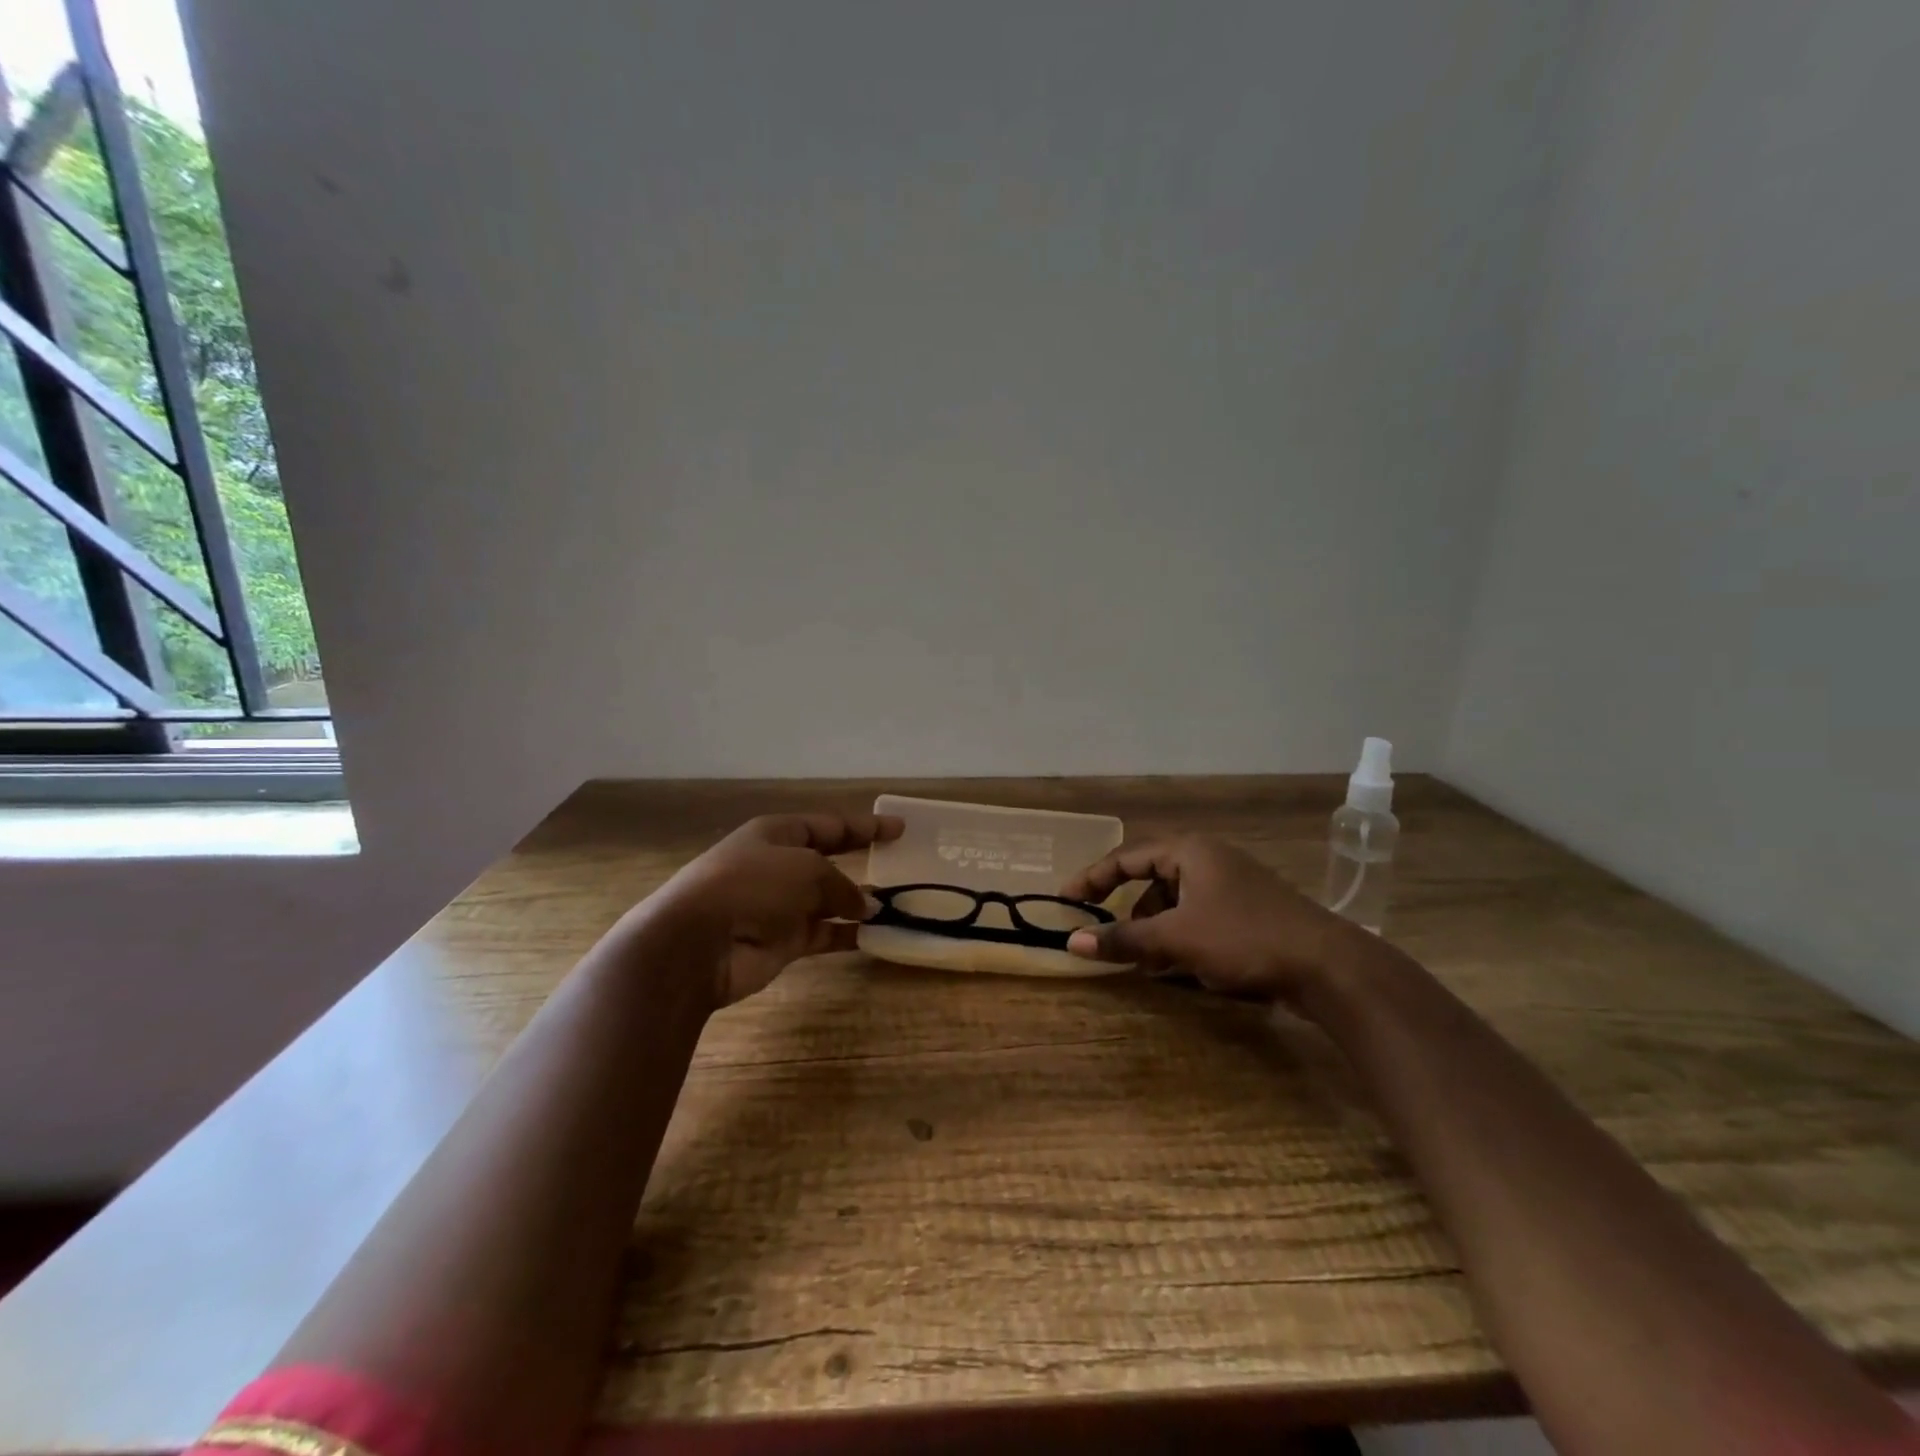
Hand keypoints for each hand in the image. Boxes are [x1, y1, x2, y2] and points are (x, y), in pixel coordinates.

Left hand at [644, 812, 902, 1005]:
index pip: (829, 826)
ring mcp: (780, 906)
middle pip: (829, 860)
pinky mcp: (783, 942)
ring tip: (897, 905)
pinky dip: (849, 934)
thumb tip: (865, 905)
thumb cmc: (753, 885)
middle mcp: (779, 866)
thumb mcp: (807, 869)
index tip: (899, 829)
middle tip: (899, 864)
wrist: (699, 942)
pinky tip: (877, 935)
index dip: (865, 827)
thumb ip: (842, 884)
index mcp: (777, 834)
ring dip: (859, 903)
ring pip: (830, 900)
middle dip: (861, 862)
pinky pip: (825, 933)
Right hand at [1060, 835, 1368, 1004]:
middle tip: (1108, 937)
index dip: (1093, 878)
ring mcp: (1232, 884)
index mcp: (1189, 851)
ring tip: (1147, 962)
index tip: (1066, 900)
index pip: (1127, 857)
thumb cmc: (1244, 938)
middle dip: (1129, 911)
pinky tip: (1181, 966)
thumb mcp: (1177, 939)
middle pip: (1152, 879)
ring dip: (1156, 929)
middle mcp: (1209, 859)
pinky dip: (1182, 937)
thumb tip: (1072, 942)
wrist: (1328, 966)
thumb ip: (1124, 939)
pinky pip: (1199, 917)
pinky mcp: (1249, 910)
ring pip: (1176, 902)